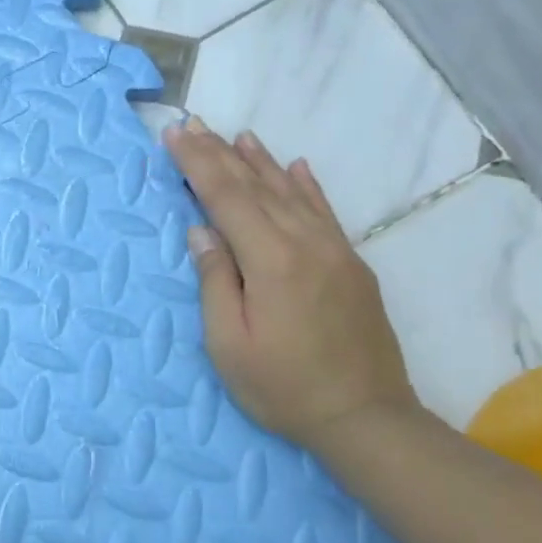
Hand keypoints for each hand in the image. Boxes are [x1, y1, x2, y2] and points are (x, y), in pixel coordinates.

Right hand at [164, 117, 418, 445]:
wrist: (367, 418)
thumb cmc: (284, 388)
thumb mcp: (230, 345)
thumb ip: (215, 282)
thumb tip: (201, 231)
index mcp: (271, 260)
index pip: (226, 197)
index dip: (197, 164)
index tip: (175, 135)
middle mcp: (305, 243)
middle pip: (256, 187)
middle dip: (220, 154)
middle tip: (194, 124)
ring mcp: (335, 250)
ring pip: (291, 192)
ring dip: (260, 161)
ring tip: (237, 135)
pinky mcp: (352, 264)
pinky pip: (325, 212)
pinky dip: (306, 185)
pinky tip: (295, 167)